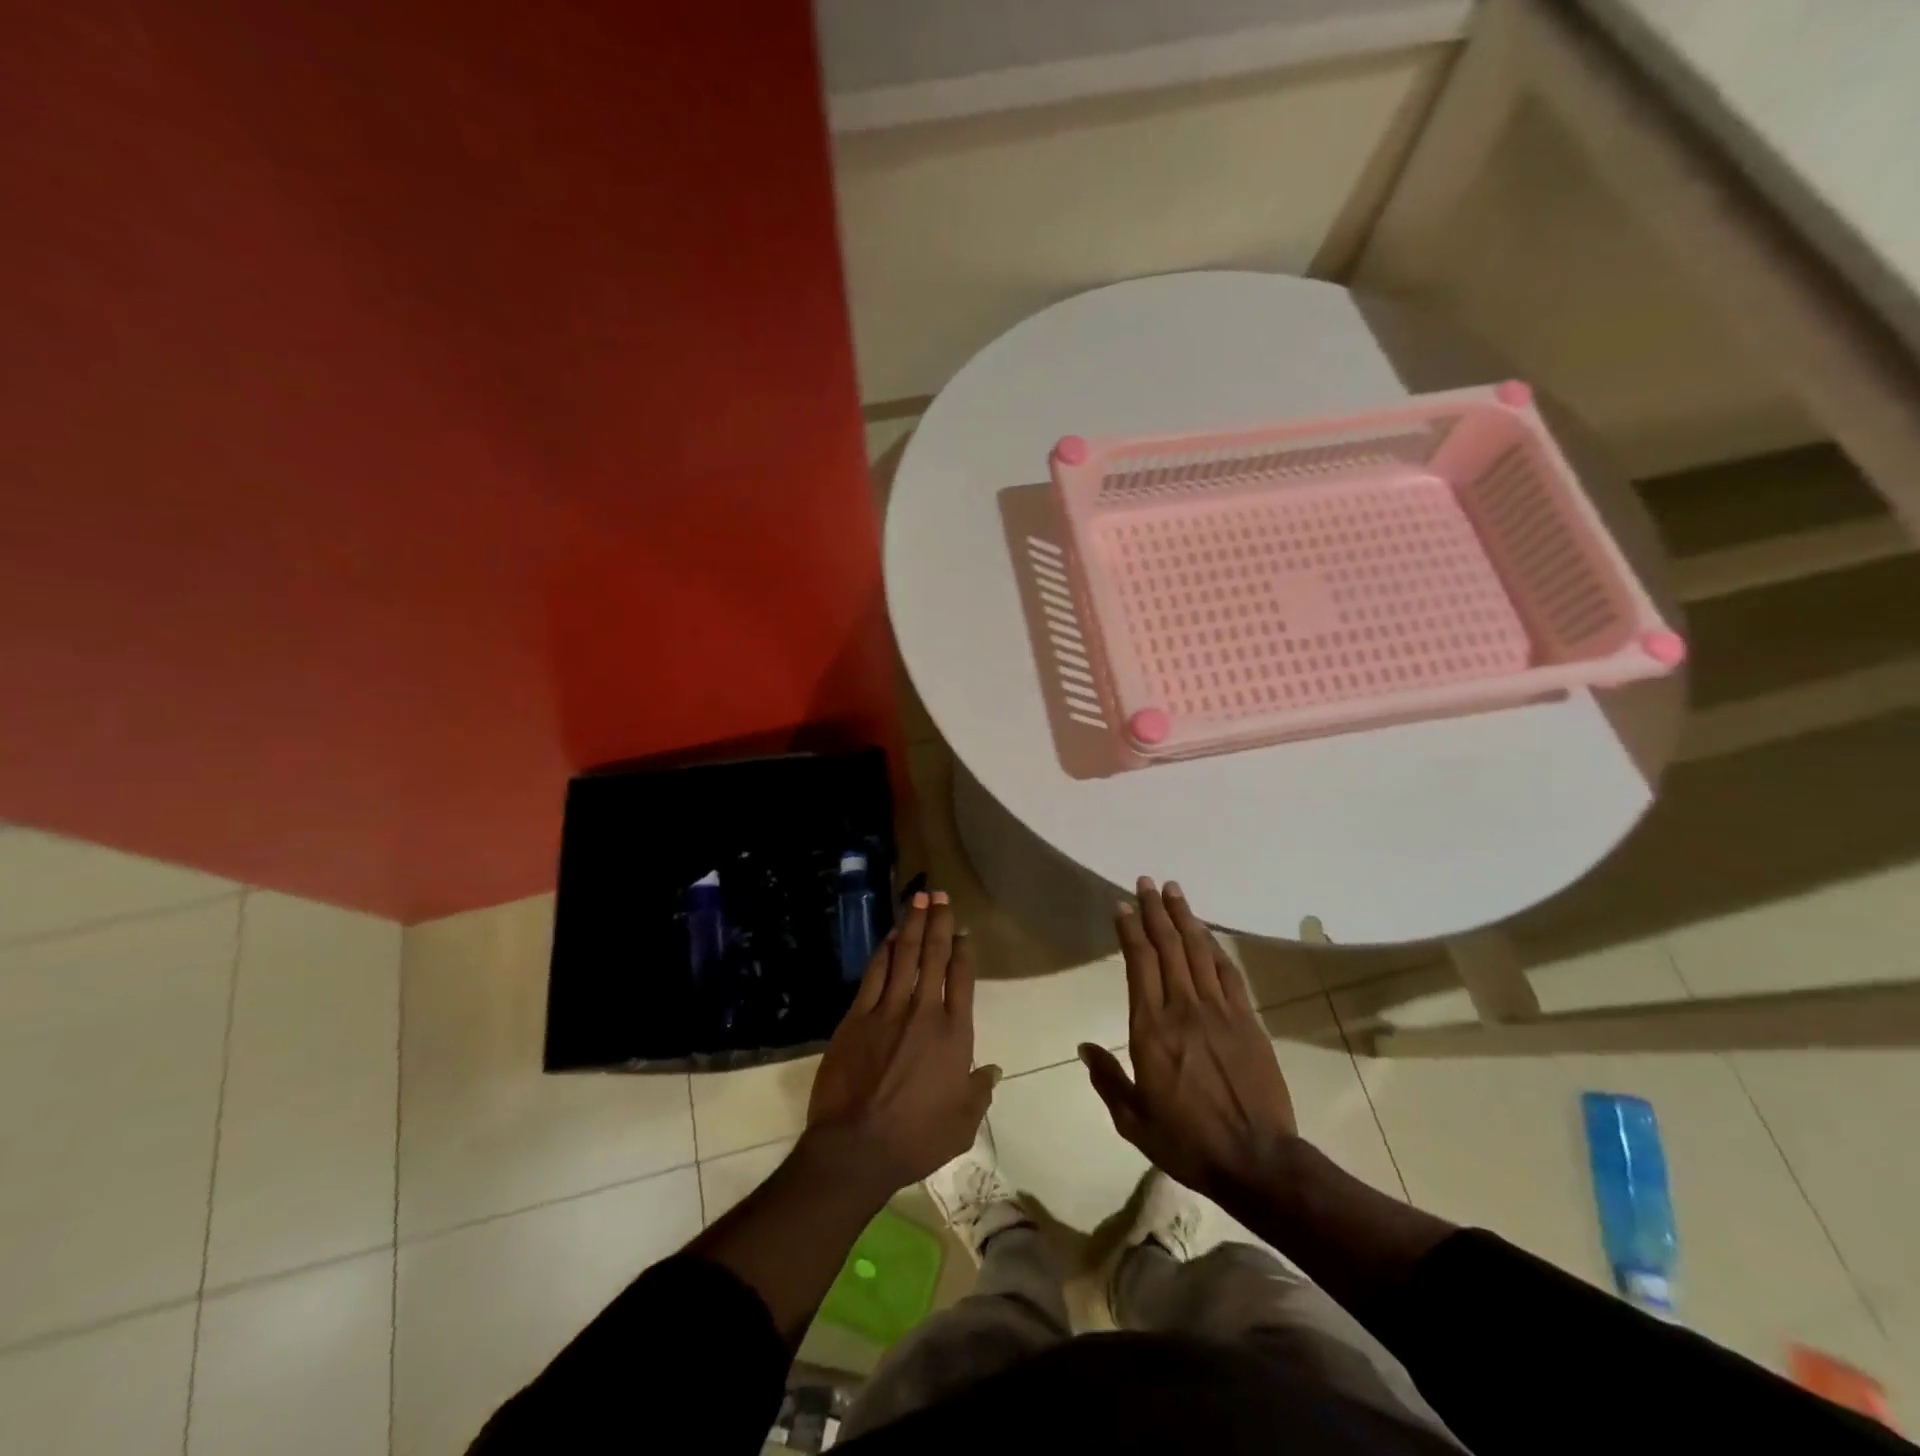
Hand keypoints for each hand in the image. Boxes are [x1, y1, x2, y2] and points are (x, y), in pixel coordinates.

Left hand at [806, 891, 999, 1193]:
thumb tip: (993, 1069)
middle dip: (938, 922)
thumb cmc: (917, 1138)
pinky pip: (874, 974)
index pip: (962, 979)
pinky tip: (889, 936)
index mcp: (955, 1035)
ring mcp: (888, 1011)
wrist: (857, 1147)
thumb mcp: (962, 1123)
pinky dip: (883, 952)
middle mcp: (924, 1013)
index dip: (963, 950)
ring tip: (918, 899)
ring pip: (904, 957)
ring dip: (912, 925)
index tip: (963, 931)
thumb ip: (980, 1092)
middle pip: (934, 956)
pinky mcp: (858, 1017)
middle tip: (940, 894)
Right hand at [1081, 877, 1297, 1199]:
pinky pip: (1228, 974)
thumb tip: (1084, 1048)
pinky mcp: (1247, 1021)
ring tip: (1173, 891)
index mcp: (1151, 1029)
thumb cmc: (1187, 1142)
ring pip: (1198, 952)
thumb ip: (1108, 1080)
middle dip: (1155, 911)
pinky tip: (1207, 934)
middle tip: (1146, 882)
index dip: (1130, 930)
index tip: (1123, 906)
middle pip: (1168, 947)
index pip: (1139, 964)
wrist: (1257, 1161)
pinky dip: (1215, 948)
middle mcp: (1183, 1008)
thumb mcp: (1133, 1121)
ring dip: (1185, 918)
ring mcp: (1219, 1012)